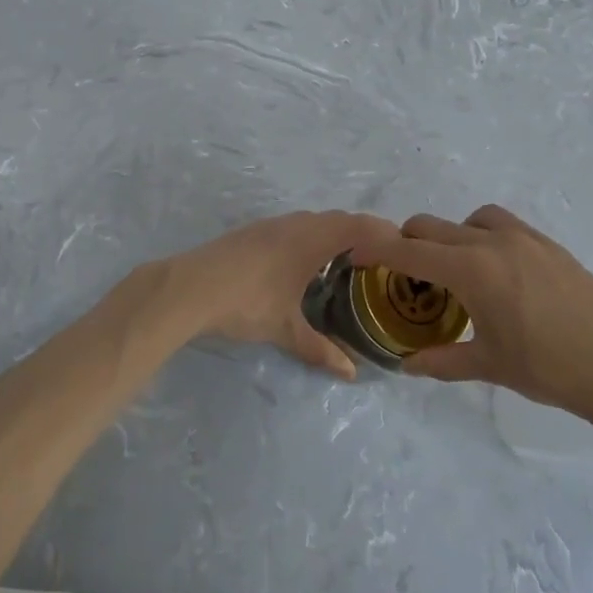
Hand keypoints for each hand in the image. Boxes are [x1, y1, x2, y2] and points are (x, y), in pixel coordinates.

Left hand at [158, 210, 398, 380]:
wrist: (188, 287)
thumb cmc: (245, 302)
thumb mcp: (285, 329)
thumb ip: (319, 349)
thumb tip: (350, 373)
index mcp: (311, 239)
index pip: (359, 225)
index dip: (384, 232)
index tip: (404, 247)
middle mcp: (294, 224)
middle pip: (338, 219)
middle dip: (362, 234)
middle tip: (380, 259)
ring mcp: (269, 225)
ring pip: (312, 221)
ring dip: (333, 234)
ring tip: (346, 261)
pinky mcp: (251, 232)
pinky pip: (293, 227)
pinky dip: (310, 237)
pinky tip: (303, 264)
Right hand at [349, 204, 592, 419]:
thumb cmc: (550, 369)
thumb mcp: (490, 365)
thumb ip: (442, 360)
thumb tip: (406, 366)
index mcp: (471, 269)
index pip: (409, 250)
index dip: (376, 249)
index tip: (355, 253)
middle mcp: (492, 242)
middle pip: (432, 226)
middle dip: (407, 242)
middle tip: (402, 273)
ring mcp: (524, 238)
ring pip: (469, 219)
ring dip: (449, 235)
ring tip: (452, 268)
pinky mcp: (548, 244)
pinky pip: (502, 225)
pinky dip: (482, 235)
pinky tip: (493, 270)